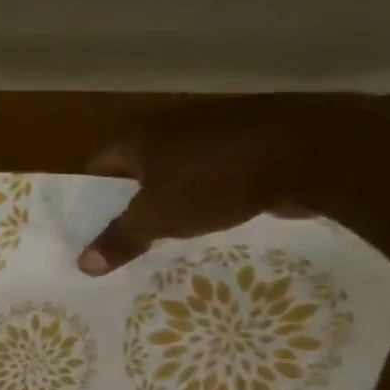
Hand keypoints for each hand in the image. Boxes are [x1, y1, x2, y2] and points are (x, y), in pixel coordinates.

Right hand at [75, 97, 368, 275]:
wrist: (307, 154)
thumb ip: (120, 239)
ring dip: (167, 201)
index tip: (86, 232)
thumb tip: (82, 264)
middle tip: (120, 243)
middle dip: (128, 205)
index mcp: (137, 136)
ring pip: (173, 172)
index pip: (96, 167)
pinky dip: (202, 196)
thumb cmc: (213, 182)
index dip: (88, 200)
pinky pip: (209, 174)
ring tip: (160, 240)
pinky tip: (205, 224)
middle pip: (134, 170)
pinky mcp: (245, 143)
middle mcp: (168, 125)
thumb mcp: (157, 218)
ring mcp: (209, 131)